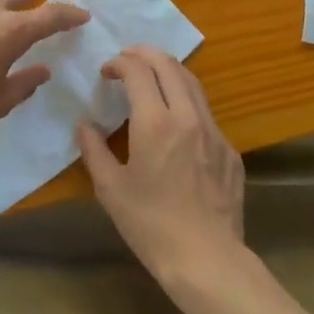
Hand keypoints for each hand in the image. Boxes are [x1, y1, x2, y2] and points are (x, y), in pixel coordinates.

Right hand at [76, 46, 244, 290]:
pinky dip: (186, 101)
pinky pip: (206, 112)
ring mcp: (214, 131)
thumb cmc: (151, 226)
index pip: (138, 71)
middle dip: (145, 54)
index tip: (106, 71)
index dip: (119, 63)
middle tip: (127, 59)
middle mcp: (188, 116)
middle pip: (169, 65)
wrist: (207, 259)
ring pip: (192, 83)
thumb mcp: (111, 190)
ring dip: (169, 71)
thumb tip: (84, 126)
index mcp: (156, 122)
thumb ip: (94, 151)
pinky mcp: (229, 149)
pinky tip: (176, 121)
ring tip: (152, 76)